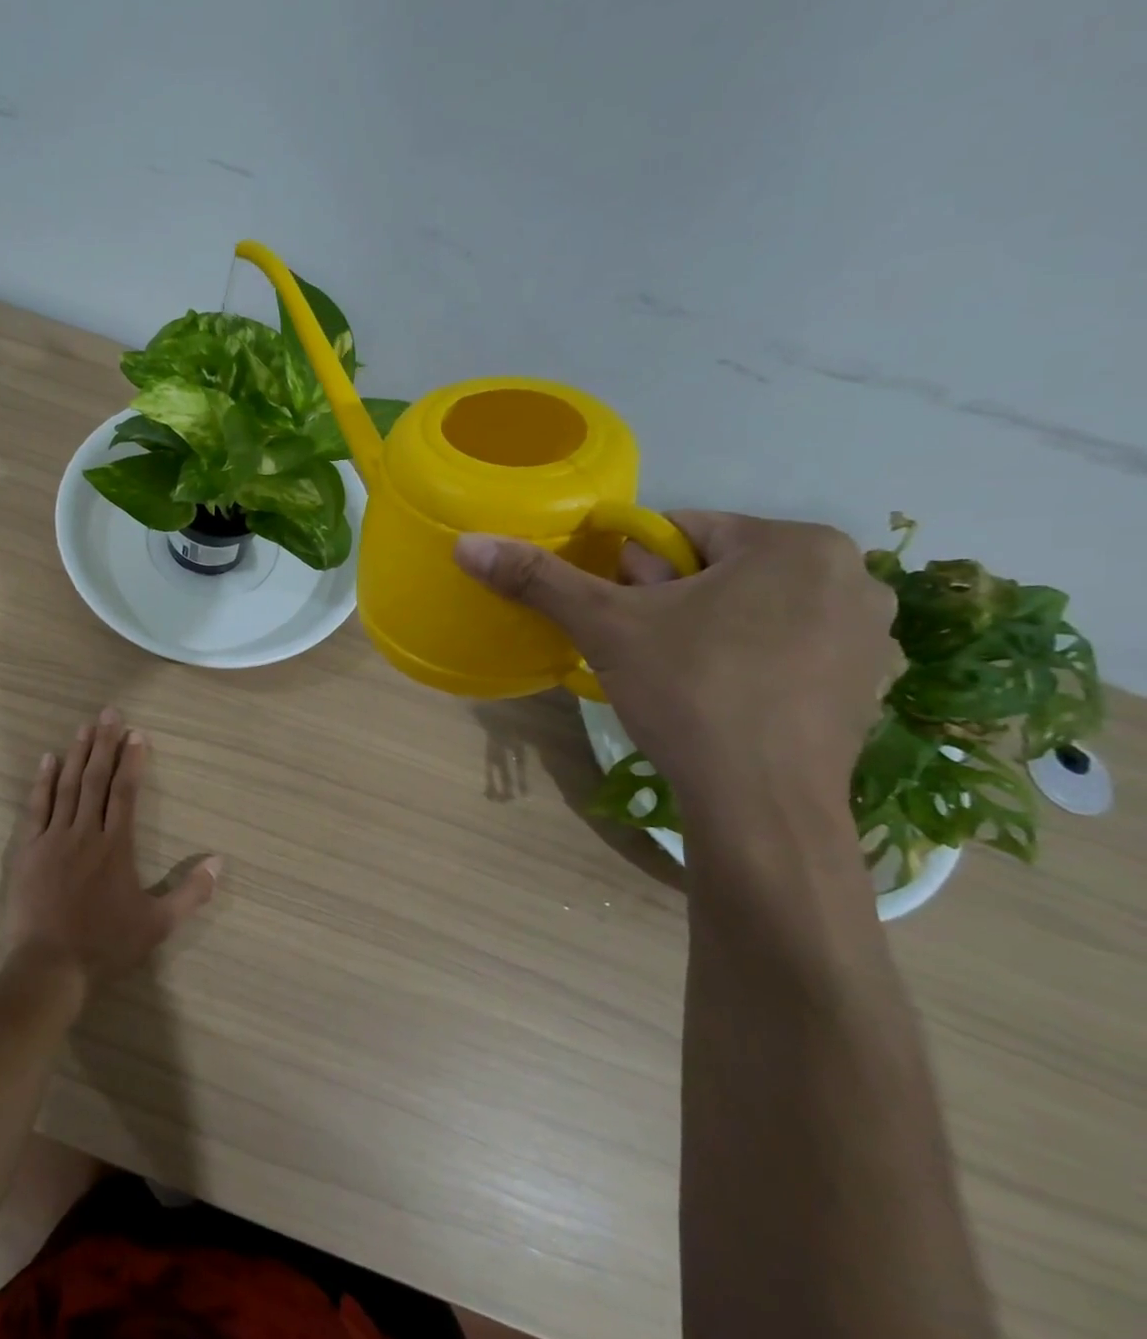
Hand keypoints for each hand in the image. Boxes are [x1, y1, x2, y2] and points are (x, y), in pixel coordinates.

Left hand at [0, 709, 219, 991]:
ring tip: (84, 726)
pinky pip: (36, 807)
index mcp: (116, 846)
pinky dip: (42, 781)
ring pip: (67, 786)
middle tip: (109, 712)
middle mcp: (85, 833)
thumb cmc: (106, 944)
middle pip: (96, 779)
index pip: (126, 792)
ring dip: (77, 753)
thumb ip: (191, 893)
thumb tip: (220, 862)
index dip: (132, 761)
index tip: (137, 733)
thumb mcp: (158, 925)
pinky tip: (48, 760)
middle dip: (104, 743)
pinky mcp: (28, 849)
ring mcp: (53, 838)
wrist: (50, 967)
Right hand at [454, 513, 896, 813]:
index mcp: (795, 543)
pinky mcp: (869, 686)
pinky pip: (788, 650)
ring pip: (754, 610)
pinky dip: (750, 662)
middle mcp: (852, 576)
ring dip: (709, 629)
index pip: (683, 531)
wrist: (762, 807)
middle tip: (646, 650)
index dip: (633, 572)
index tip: (621, 617)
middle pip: (720, 569)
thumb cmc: (690, 693)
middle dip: (672, 600)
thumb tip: (466, 543)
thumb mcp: (605, 627)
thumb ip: (539, 579)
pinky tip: (724, 702)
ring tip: (681, 679)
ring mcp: (871, 636)